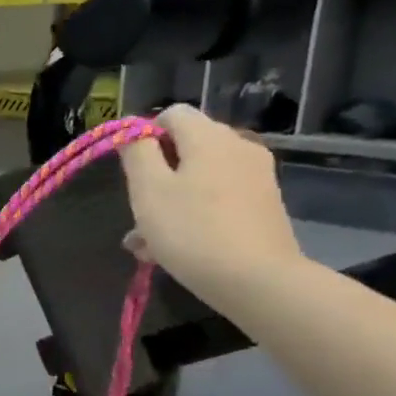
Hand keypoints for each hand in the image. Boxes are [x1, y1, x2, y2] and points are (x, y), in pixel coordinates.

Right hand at [121, 104, 305, 307]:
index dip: (144, 136)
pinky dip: (195, 215)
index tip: (131, 172)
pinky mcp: (264, 207)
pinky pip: (218, 200)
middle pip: (187, 148)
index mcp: (210, 137)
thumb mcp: (148, 190)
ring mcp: (256, 178)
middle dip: (156, 177)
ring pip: (199, 179)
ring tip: (147, 244)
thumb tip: (133, 132)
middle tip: (136, 215)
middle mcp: (238, 148)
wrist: (259, 281)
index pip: (171, 114)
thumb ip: (137, 153)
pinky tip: (176, 250)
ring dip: (170, 203)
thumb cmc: (192, 231)